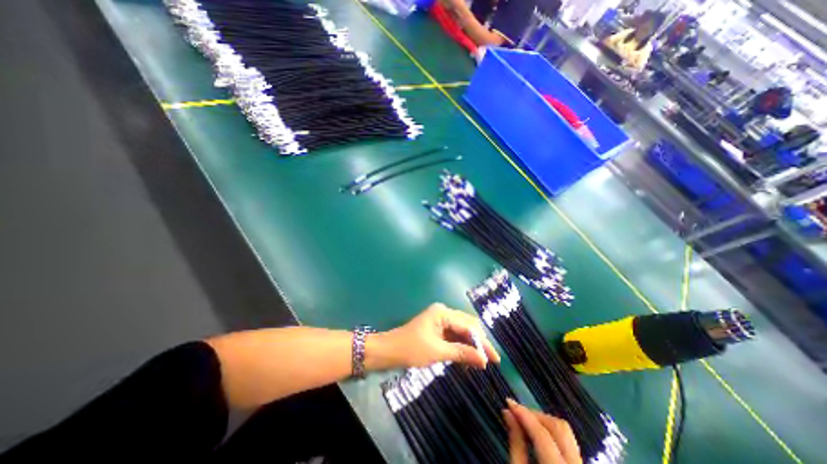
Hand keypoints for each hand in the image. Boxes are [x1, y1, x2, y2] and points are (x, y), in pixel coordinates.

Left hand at [371, 305, 500, 368]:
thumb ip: (461, 353)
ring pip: (462, 332)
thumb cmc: (411, 349)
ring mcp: (440, 321)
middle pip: (467, 326)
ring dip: (471, 346)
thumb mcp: (437, 352)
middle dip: (479, 342)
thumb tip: (484, 360)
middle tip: (491, 360)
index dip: (482, 342)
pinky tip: (468, 359)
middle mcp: (443, 313)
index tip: (494, 358)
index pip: (468, 326)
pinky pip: (454, 337)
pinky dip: (461, 347)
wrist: (389, 351)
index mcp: (443, 313)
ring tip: (482, 362)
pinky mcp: (437, 330)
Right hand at [504, 399, 580, 463]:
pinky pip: (568, 439)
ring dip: (544, 421)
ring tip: (526, 421)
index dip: (523, 414)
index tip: (508, 402)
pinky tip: (538, 433)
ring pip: (565, 430)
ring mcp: (581, 463)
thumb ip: (515, 444)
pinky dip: (552, 431)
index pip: (541, 433)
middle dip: (535, 415)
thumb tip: (507, 412)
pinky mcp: (580, 462)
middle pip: (558, 426)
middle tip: (517, 413)